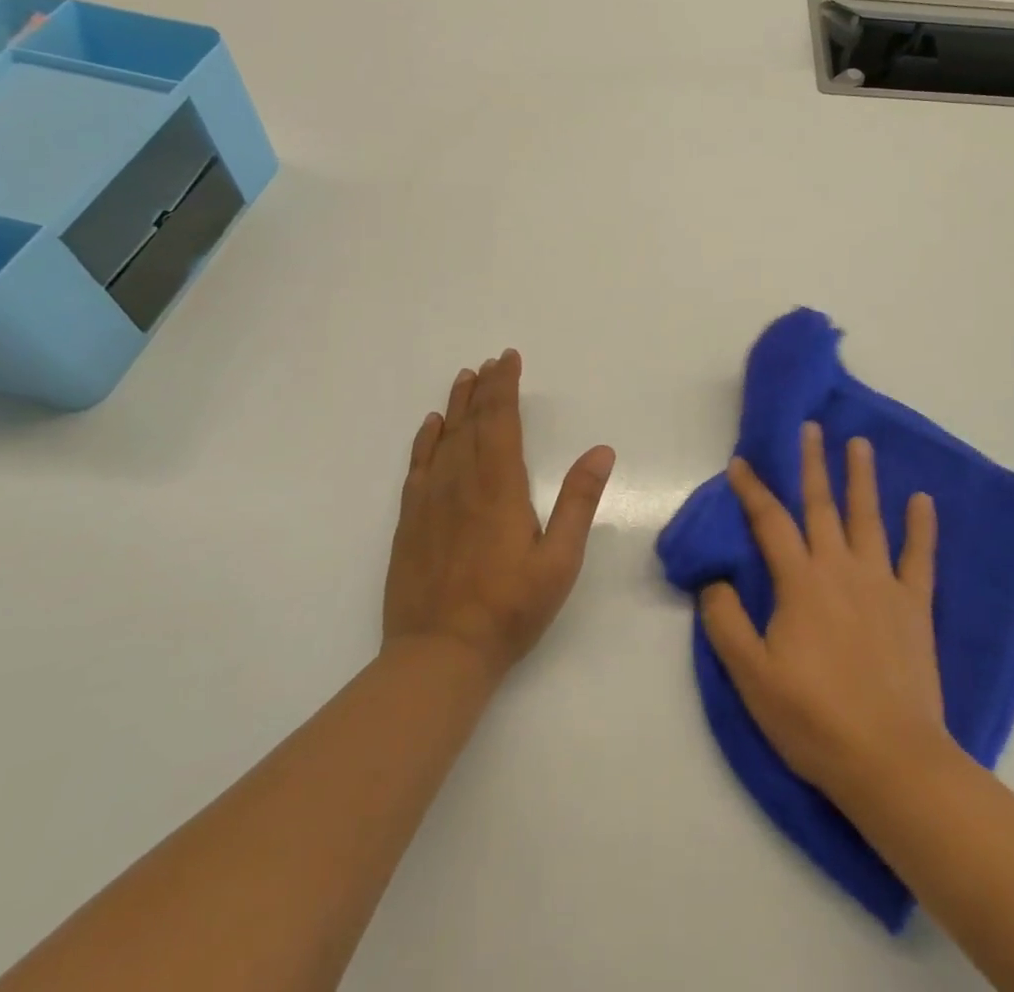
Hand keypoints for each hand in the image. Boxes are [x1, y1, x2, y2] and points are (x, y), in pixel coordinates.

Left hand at [384, 349, 615, 679]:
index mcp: (500, 486)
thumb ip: (579, 502)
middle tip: (491, 361)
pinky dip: (426, 440)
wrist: (439, 654)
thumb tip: (602, 451)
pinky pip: (418, 466)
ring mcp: (431, 500)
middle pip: (472, 422)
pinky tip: (431, 426)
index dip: (505, 386)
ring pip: (444, 438)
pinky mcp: (410, 520)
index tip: (508, 359)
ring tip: (464, 378)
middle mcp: (462, 482)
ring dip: (456, 405)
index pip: (501, 421)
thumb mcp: (560, 560)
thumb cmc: (510, 608)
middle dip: (484, 388)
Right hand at [700, 422, 945, 796]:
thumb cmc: (813, 718)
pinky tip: (923, 499)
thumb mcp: (751, 677)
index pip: (769, 522)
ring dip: (862, 478)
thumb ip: (726, 622)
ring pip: (869, 517)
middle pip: (822, 505)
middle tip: (811, 427)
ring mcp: (882, 583)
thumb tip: (714, 579)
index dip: (752, 489)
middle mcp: (840, 568)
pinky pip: (920, 557)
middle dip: (812, 463)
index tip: (741, 462)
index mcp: (799, 582)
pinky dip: (922, 527)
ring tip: (859, 444)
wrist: (890, 759)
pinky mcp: (914, 605)